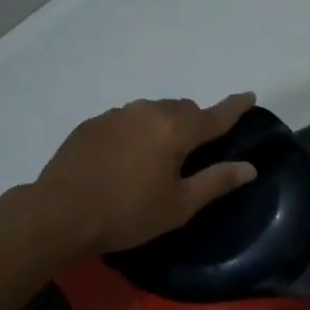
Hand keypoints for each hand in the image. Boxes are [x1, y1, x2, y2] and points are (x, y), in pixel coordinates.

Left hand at [33, 92, 258, 254]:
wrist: (59, 213)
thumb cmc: (127, 213)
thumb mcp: (179, 205)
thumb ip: (216, 181)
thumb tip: (249, 167)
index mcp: (174, 129)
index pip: (214, 115)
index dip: (235, 107)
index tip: (249, 96)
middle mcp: (146, 112)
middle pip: (182, 109)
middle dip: (196, 122)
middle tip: (197, 150)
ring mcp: (115, 115)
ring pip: (152, 112)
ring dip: (164, 126)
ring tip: (159, 157)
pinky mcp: (91, 125)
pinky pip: (126, 121)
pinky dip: (136, 133)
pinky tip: (126, 159)